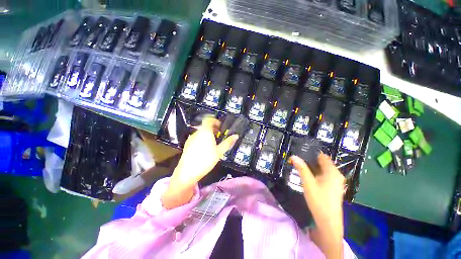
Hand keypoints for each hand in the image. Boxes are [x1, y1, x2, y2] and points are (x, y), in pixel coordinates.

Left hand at [161, 117, 237, 208]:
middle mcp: (197, 133)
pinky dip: (201, 140)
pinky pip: (196, 138)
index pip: (209, 119)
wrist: (187, 172)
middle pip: (205, 126)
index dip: (215, 121)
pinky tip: (204, 149)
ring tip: (212, 144)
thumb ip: (228, 142)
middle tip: (218, 136)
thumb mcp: (219, 152)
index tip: (220, 126)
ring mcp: (191, 138)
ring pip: (201, 133)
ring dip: (207, 135)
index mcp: (205, 132)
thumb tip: (235, 136)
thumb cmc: (205, 160)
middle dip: (212, 129)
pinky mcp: (187, 144)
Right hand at [290, 154, 344, 258]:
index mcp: (332, 172)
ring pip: (322, 170)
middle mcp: (336, 175)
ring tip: (300, 167)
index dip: (311, 153)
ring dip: (312, 168)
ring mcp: (336, 182)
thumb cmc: (319, 201)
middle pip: (322, 163)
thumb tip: (294, 156)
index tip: (300, 153)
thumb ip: (301, 168)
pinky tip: (307, 177)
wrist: (328, 222)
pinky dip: (315, 174)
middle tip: (297, 160)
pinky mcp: (333, 187)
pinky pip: (324, 176)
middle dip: (310, 161)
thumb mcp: (308, 183)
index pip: (322, 156)